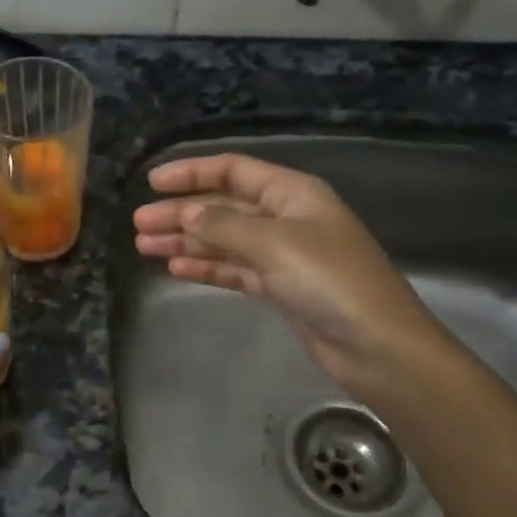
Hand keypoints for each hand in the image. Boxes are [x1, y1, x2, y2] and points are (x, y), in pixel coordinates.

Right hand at [132, 153, 443, 390]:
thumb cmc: (329, 280)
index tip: (152, 183)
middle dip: (181, 212)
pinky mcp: (280, 288)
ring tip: (145, 246)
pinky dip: (206, 267)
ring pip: (224, 239)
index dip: (192, 173)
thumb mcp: (272, 243)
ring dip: (186, 241)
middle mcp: (286, 218)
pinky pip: (234, 269)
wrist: (377, 345)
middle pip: (223, 206)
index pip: (233, 170)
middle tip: (139, 224)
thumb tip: (186, 213)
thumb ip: (223, 225)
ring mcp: (283, 255)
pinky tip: (176, 268)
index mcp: (292, 194)